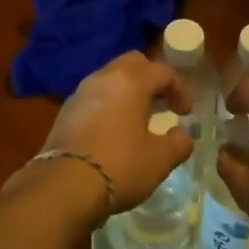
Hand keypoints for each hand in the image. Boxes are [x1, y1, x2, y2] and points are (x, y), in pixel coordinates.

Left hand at [34, 52, 193, 213]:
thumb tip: (183, 135)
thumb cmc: (119, 166)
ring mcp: (81, 91)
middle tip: (161, 103)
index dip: (180, 89)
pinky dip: (109, 103)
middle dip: (151, 78)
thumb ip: (178, 143)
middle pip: (134, 63)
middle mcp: (104, 77)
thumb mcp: (159, 160)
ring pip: (110, 77)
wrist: (63, 185)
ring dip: (128, 90)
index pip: (163, 72)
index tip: (185, 113)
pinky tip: (112, 130)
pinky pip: (94, 95)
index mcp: (131, 81)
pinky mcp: (65, 110)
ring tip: (137, 117)